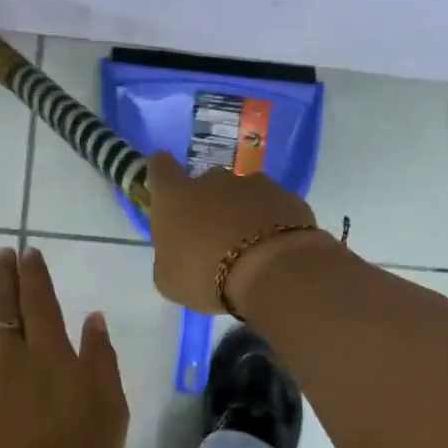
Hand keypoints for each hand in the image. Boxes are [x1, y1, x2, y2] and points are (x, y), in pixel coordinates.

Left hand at [0, 247, 127, 447]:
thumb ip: (101, 358)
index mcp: (51, 357)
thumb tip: (91, 317)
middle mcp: (9, 361)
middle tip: (0, 255)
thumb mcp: (112, 408)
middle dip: (1, 276)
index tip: (29, 254)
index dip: (34, 274)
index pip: (40, 302)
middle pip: (2, 308)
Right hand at [145, 152, 328, 314]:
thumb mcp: (169, 279)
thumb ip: (169, 256)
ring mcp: (253, 183)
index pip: (161, 167)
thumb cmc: (206, 276)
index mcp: (175, 196)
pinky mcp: (286, 196)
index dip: (163, 175)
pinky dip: (271, 220)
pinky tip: (274, 247)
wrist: (271, 271)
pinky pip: (273, 206)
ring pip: (242, 192)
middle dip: (208, 202)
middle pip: (205, 181)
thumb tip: (177, 252)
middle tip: (213, 235)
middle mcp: (212, 180)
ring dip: (242, 211)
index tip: (168, 191)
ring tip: (248, 244)